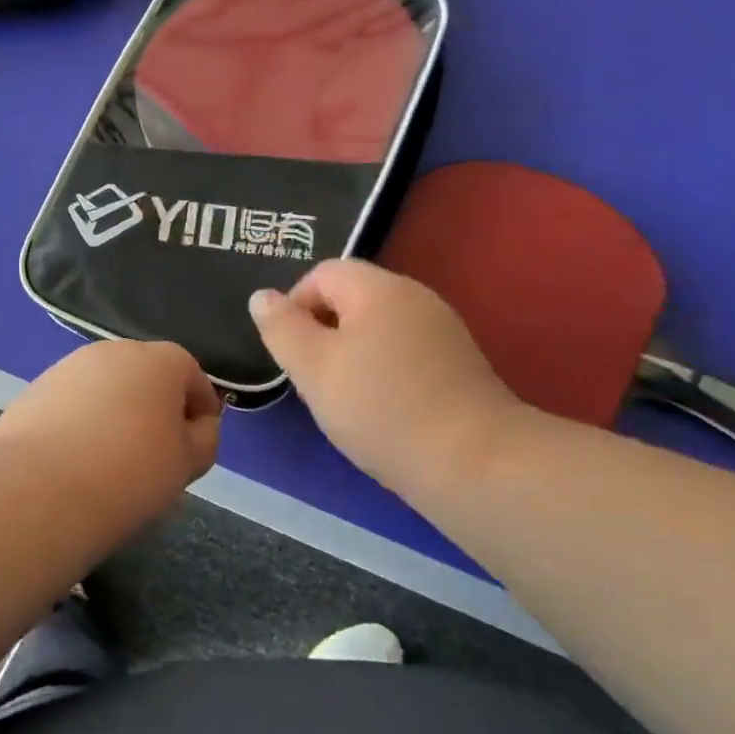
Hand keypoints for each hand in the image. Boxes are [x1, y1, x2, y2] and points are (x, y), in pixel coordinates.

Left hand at [0, 340, 223, 522]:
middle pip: (146, 375)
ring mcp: (69, 366)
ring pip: (106, 387)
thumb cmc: (130, 473)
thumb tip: (197, 426)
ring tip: (112, 458)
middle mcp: (115, 351)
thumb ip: (203, 439)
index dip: (201, 408)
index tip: (198, 440)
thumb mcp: (187, 463)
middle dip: (156, 406)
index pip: (192, 375)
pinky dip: (82, 422)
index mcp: (160, 360)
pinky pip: (72, 403)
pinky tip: (77, 459)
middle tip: (156, 451)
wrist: (39, 489)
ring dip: (116, 412)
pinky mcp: (34, 389)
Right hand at [250, 259, 525, 500]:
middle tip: (312, 378)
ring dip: (352, 354)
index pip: (323, 273)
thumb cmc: (380, 408)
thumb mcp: (313, 368)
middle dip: (323, 332)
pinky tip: (383, 410)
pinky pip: (406, 351)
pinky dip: (384, 371)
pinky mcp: (460, 362)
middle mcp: (415, 296)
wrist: (472, 461)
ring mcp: (443, 329)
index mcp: (378, 287)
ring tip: (344, 398)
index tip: (289, 352)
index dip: (295, 305)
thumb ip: (282, 327)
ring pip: (379, 328)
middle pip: (353, 298)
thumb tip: (262, 297)